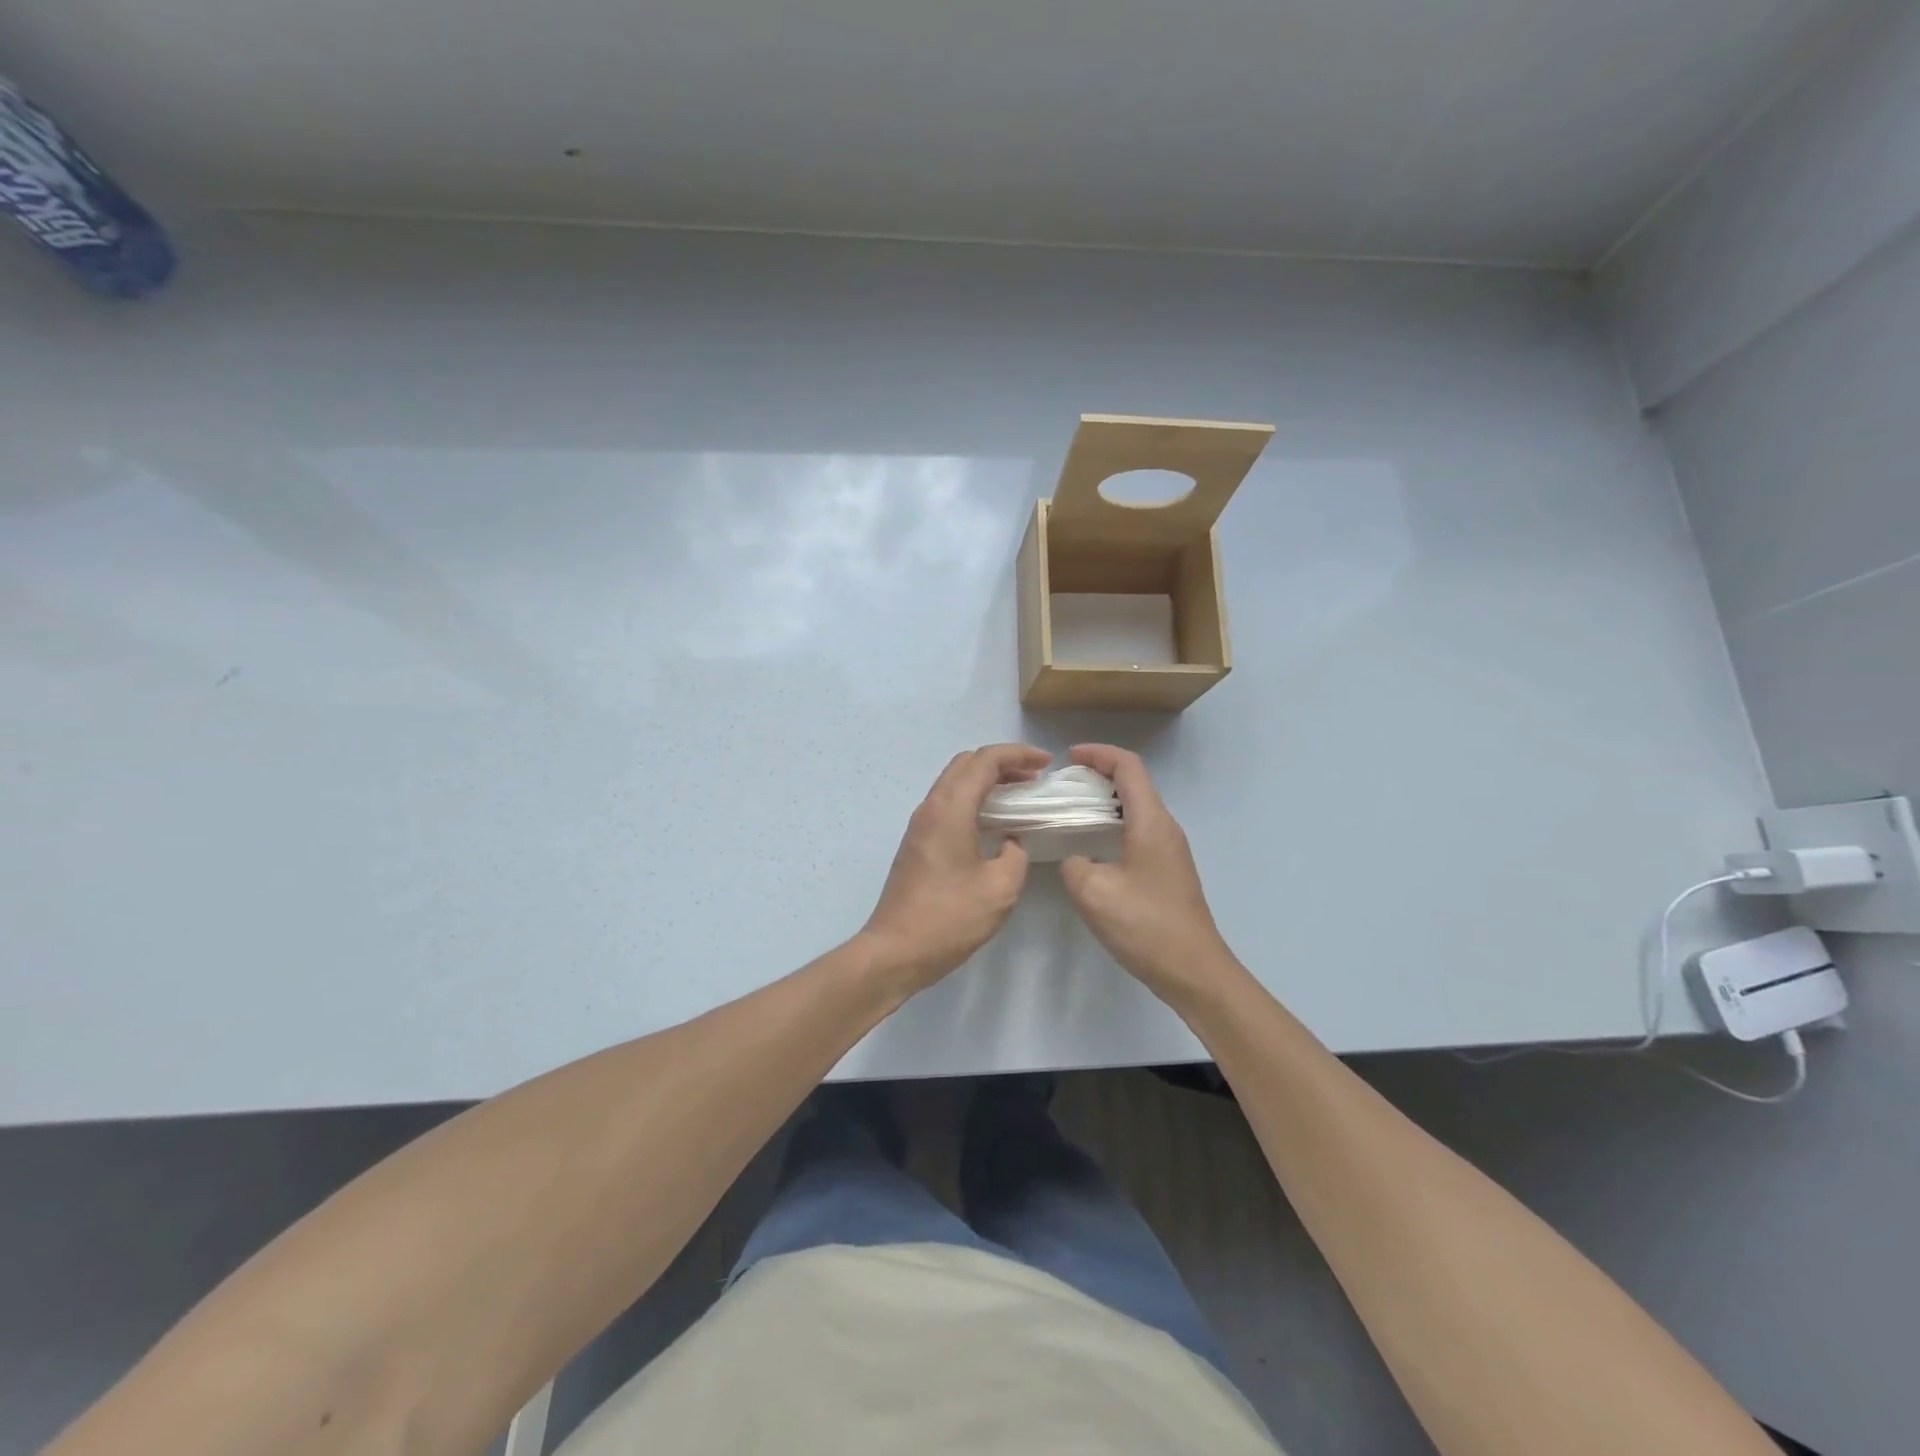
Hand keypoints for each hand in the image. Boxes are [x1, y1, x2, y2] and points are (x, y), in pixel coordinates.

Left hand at [860, 744, 1051, 992]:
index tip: (1046, 763)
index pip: (984, 761)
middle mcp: (931, 807)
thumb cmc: (949, 918)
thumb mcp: (1000, 888)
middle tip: (1033, 777)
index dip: (1018, 754)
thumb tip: (1010, 841)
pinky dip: (973, 799)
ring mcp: (919, 825)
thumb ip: (1015, 855)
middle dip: (1002, 762)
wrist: (895, 950)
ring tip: (1018, 795)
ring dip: (986, 780)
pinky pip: (947, 803)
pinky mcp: (917, 843)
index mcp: (950, 810)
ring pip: (954, 782)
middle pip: (966, 763)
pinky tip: (994, 822)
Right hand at [1059, 744, 1240, 1005]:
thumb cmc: (1146, 926)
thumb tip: (1076, 858)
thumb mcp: (1093, 893)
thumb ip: (1074, 864)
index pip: (1128, 767)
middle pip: (1134, 783)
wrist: (1193, 970)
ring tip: (1071, 812)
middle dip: (1098, 774)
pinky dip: (1113, 824)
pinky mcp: (1168, 869)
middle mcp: (1165, 828)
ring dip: (1105, 801)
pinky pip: (1138, 830)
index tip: (1069, 758)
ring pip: (1136, 808)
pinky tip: (1092, 846)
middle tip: (1063, 786)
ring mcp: (1170, 849)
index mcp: (1151, 823)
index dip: (1098, 754)